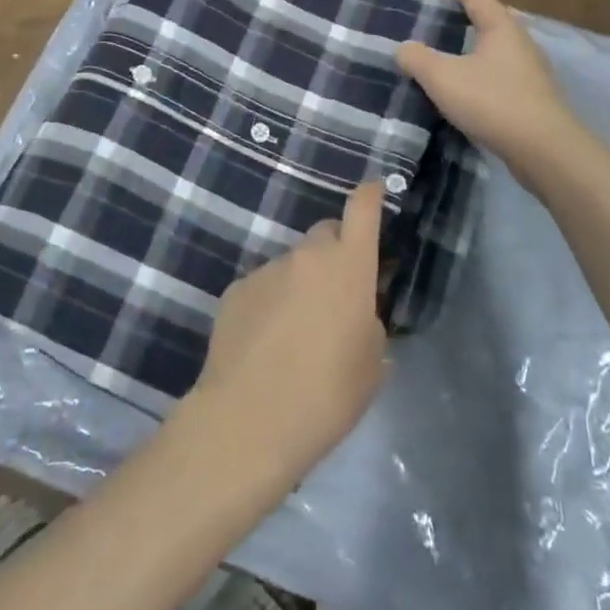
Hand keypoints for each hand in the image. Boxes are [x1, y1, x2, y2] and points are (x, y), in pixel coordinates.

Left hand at [187, 182, 387, 484]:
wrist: (249, 419)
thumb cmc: (327, 396)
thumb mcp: (371, 366)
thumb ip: (369, 323)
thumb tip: (355, 312)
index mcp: (348, 267)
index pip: (362, 210)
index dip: (370, 195)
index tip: (373, 189)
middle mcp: (307, 256)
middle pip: (325, 234)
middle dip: (334, 253)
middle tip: (336, 293)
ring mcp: (267, 269)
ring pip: (292, 264)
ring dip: (300, 284)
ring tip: (295, 332)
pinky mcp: (235, 288)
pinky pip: (262, 286)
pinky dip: (269, 303)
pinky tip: (264, 342)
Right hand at [395, 0, 579, 183]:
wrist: (544, 150)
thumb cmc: (492, 102)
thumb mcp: (442, 77)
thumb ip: (417, 59)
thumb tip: (404, 49)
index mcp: (501, 27)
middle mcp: (519, 43)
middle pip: (489, 17)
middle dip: (462, 11)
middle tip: (436, 12)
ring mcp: (529, 72)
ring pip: (494, 48)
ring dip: (470, 44)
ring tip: (445, 49)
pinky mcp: (530, 98)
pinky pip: (497, 73)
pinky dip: (476, 70)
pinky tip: (462, 86)